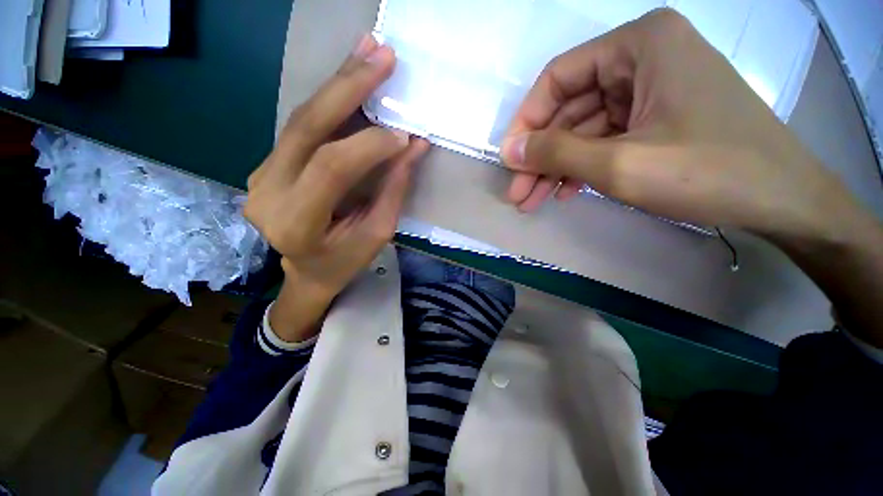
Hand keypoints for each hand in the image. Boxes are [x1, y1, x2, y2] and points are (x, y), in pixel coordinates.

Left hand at [246, 35, 428, 307]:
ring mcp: (262, 174)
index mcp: (297, 222)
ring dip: (338, 83)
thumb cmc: (345, 262)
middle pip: (307, 127)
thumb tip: (414, 146)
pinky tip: (349, 79)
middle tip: (382, 55)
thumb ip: (393, 189)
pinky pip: (302, 127)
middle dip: (348, 87)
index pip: (331, 167)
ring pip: (302, 118)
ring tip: (367, 52)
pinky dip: (330, 101)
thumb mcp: (377, 233)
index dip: (370, 145)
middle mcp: (269, 192)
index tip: (404, 136)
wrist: (307, 272)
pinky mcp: (269, 164)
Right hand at [502, 9, 856, 241]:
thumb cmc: (708, 172)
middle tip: (517, 193)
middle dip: (540, 156)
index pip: (558, 78)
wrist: (782, 201)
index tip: (509, 160)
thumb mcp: (619, 164)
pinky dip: (580, 167)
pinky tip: (564, 193)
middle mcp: (642, 59)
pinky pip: (604, 140)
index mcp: (638, 45)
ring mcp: (650, 91)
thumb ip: (557, 153)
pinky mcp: (656, 119)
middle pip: (569, 109)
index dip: (526, 122)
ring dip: (555, 168)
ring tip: (531, 201)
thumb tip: (510, 150)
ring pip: (583, 130)